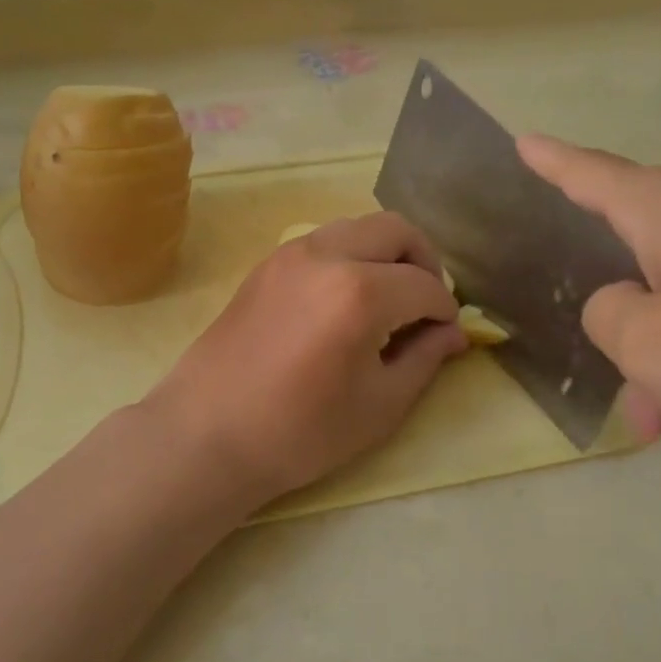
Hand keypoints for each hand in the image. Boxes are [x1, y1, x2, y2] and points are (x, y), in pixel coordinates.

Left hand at [144, 212, 468, 512]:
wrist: (207, 434)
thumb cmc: (300, 432)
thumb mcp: (379, 406)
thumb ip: (424, 359)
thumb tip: (453, 333)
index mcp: (359, 292)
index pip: (424, 285)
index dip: (445, 311)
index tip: (446, 335)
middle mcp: (326, 255)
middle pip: (396, 229)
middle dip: (423, 262)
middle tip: (424, 305)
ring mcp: (291, 253)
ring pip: (358, 227)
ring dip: (385, 253)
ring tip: (388, 301)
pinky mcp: (267, 263)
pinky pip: (325, 241)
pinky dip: (351, 256)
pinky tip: (346, 301)